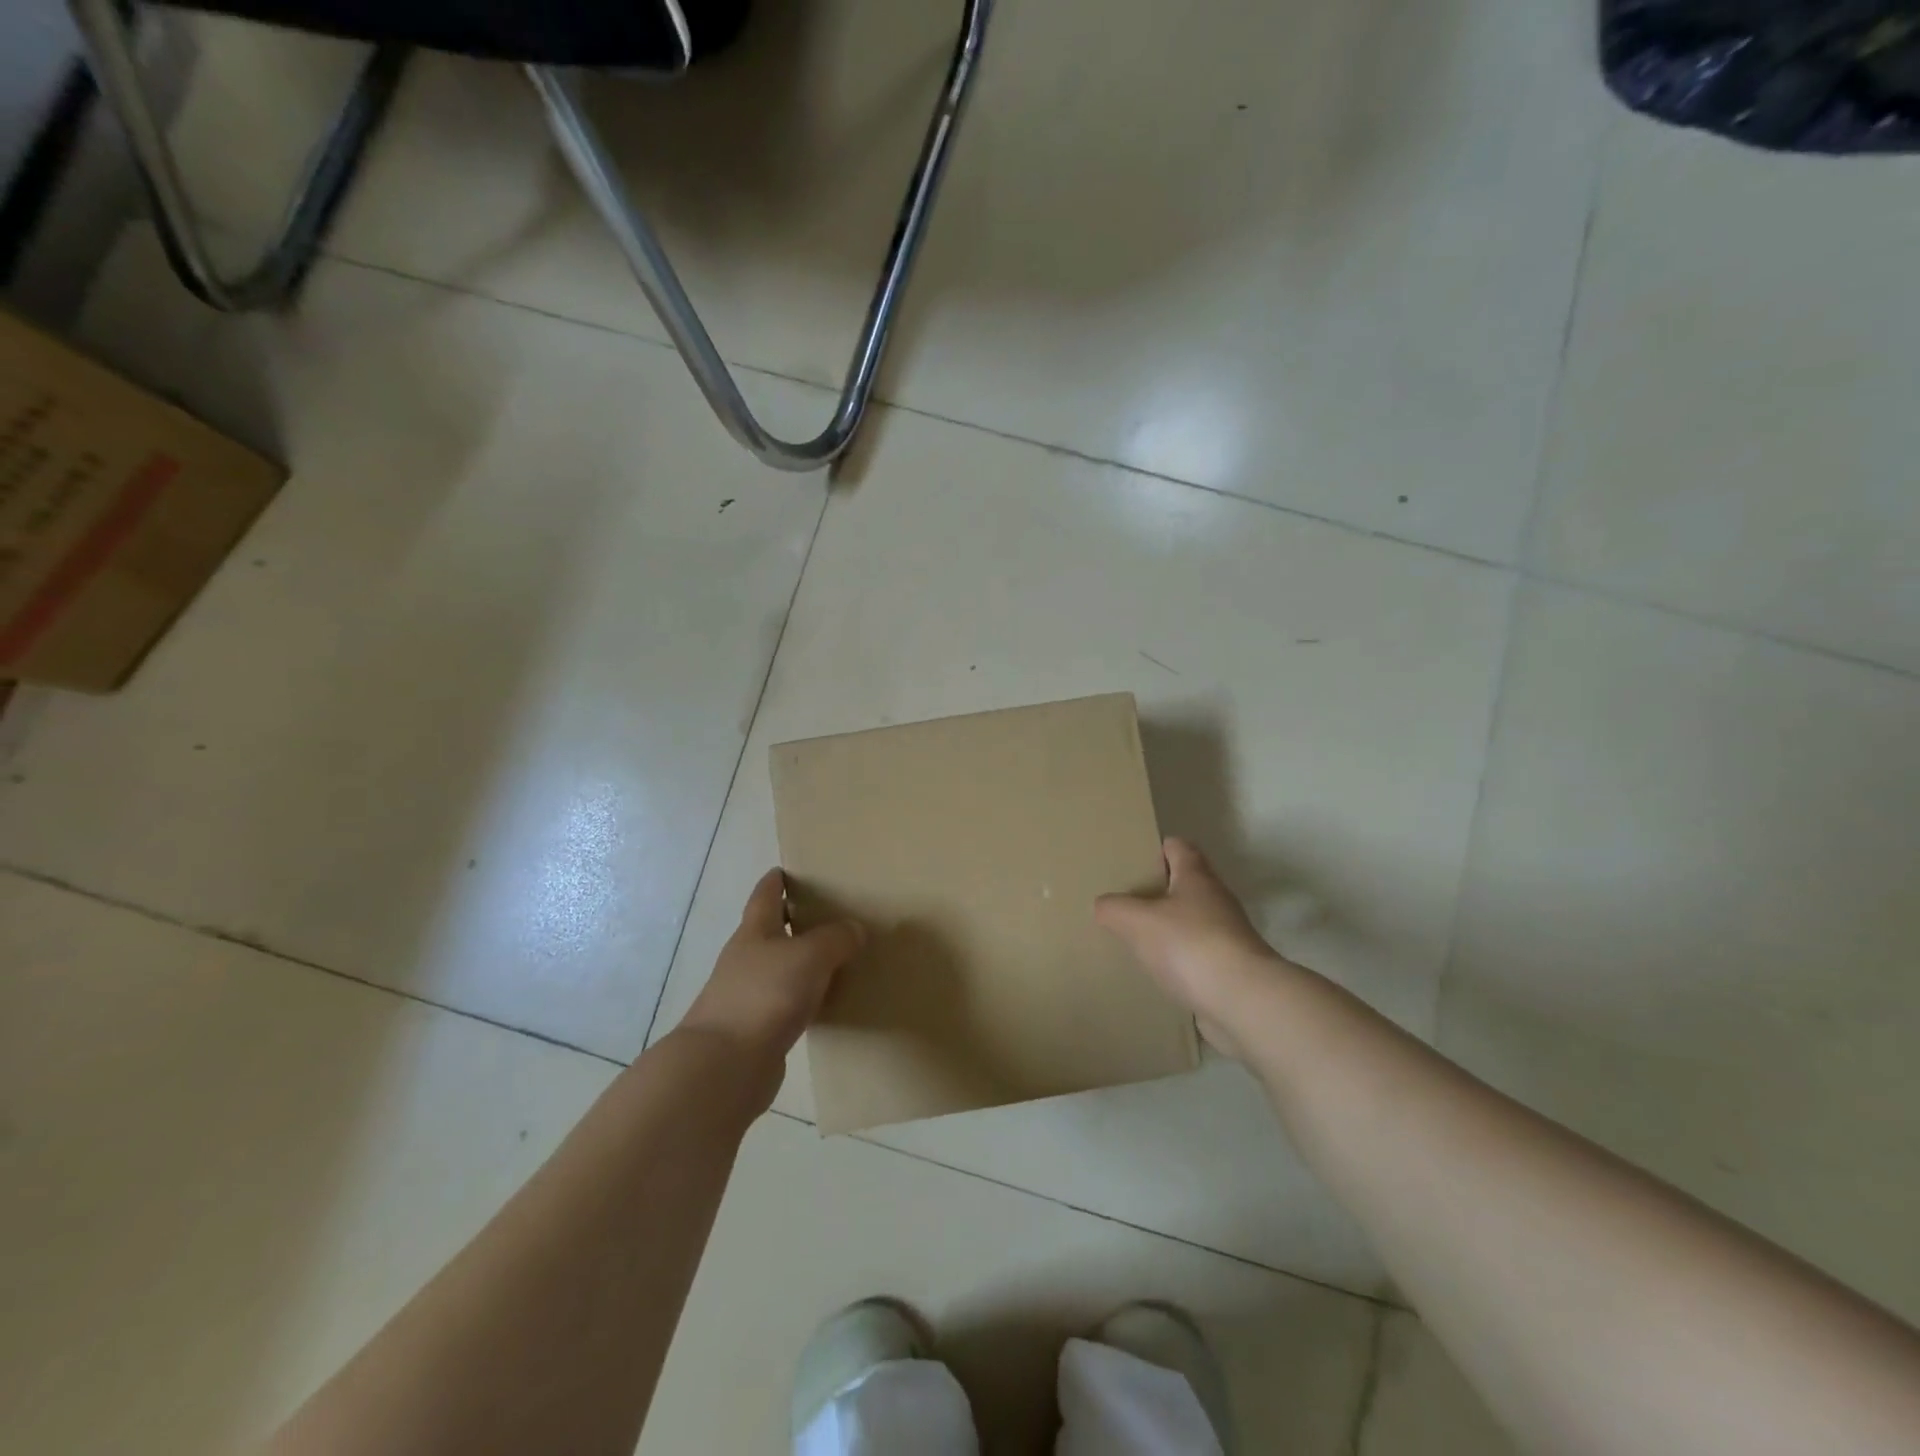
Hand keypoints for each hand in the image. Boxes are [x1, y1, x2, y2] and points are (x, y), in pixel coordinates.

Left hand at [679, 869, 864, 1073]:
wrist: (725, 1066)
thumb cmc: (765, 995)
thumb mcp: (810, 956)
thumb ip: (836, 938)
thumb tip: (854, 929)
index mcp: (754, 932)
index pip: (765, 896)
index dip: (776, 882)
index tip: (787, 870)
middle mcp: (747, 960)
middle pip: (771, 932)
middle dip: (794, 921)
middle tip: (828, 913)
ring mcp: (748, 996)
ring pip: (780, 969)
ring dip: (802, 963)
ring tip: (836, 958)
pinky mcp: (756, 1031)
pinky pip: (786, 1004)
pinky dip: (804, 999)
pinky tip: (826, 1003)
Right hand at [1094, 838, 1286, 1059]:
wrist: (1243, 1001)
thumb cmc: (1189, 945)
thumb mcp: (1137, 921)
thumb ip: (1114, 908)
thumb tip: (1103, 906)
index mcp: (1196, 877)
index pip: (1178, 847)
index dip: (1156, 848)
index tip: (1133, 860)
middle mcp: (1216, 899)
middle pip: (1185, 884)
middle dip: (1157, 891)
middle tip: (1125, 901)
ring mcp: (1227, 935)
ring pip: (1191, 921)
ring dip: (1167, 927)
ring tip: (1135, 939)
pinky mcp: (1230, 968)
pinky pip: (1197, 955)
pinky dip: (1179, 959)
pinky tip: (1157, 973)